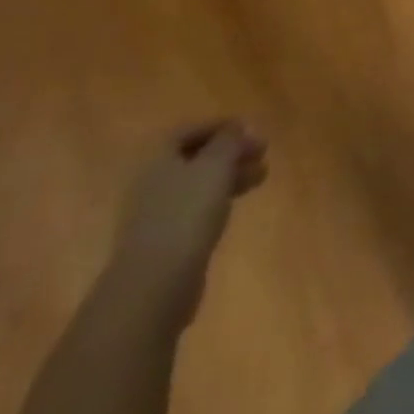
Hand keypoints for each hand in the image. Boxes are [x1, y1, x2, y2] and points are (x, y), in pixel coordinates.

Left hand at [111, 122, 267, 327]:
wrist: (154, 286)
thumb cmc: (186, 213)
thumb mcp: (215, 166)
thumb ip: (228, 141)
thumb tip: (235, 127)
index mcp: (157, 160)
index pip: (187, 131)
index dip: (218, 127)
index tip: (248, 129)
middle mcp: (151, 184)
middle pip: (195, 158)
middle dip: (230, 153)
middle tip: (262, 153)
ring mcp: (155, 216)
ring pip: (198, 186)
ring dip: (229, 176)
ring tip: (261, 177)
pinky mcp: (164, 244)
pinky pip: (194, 212)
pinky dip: (217, 202)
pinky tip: (235, 207)